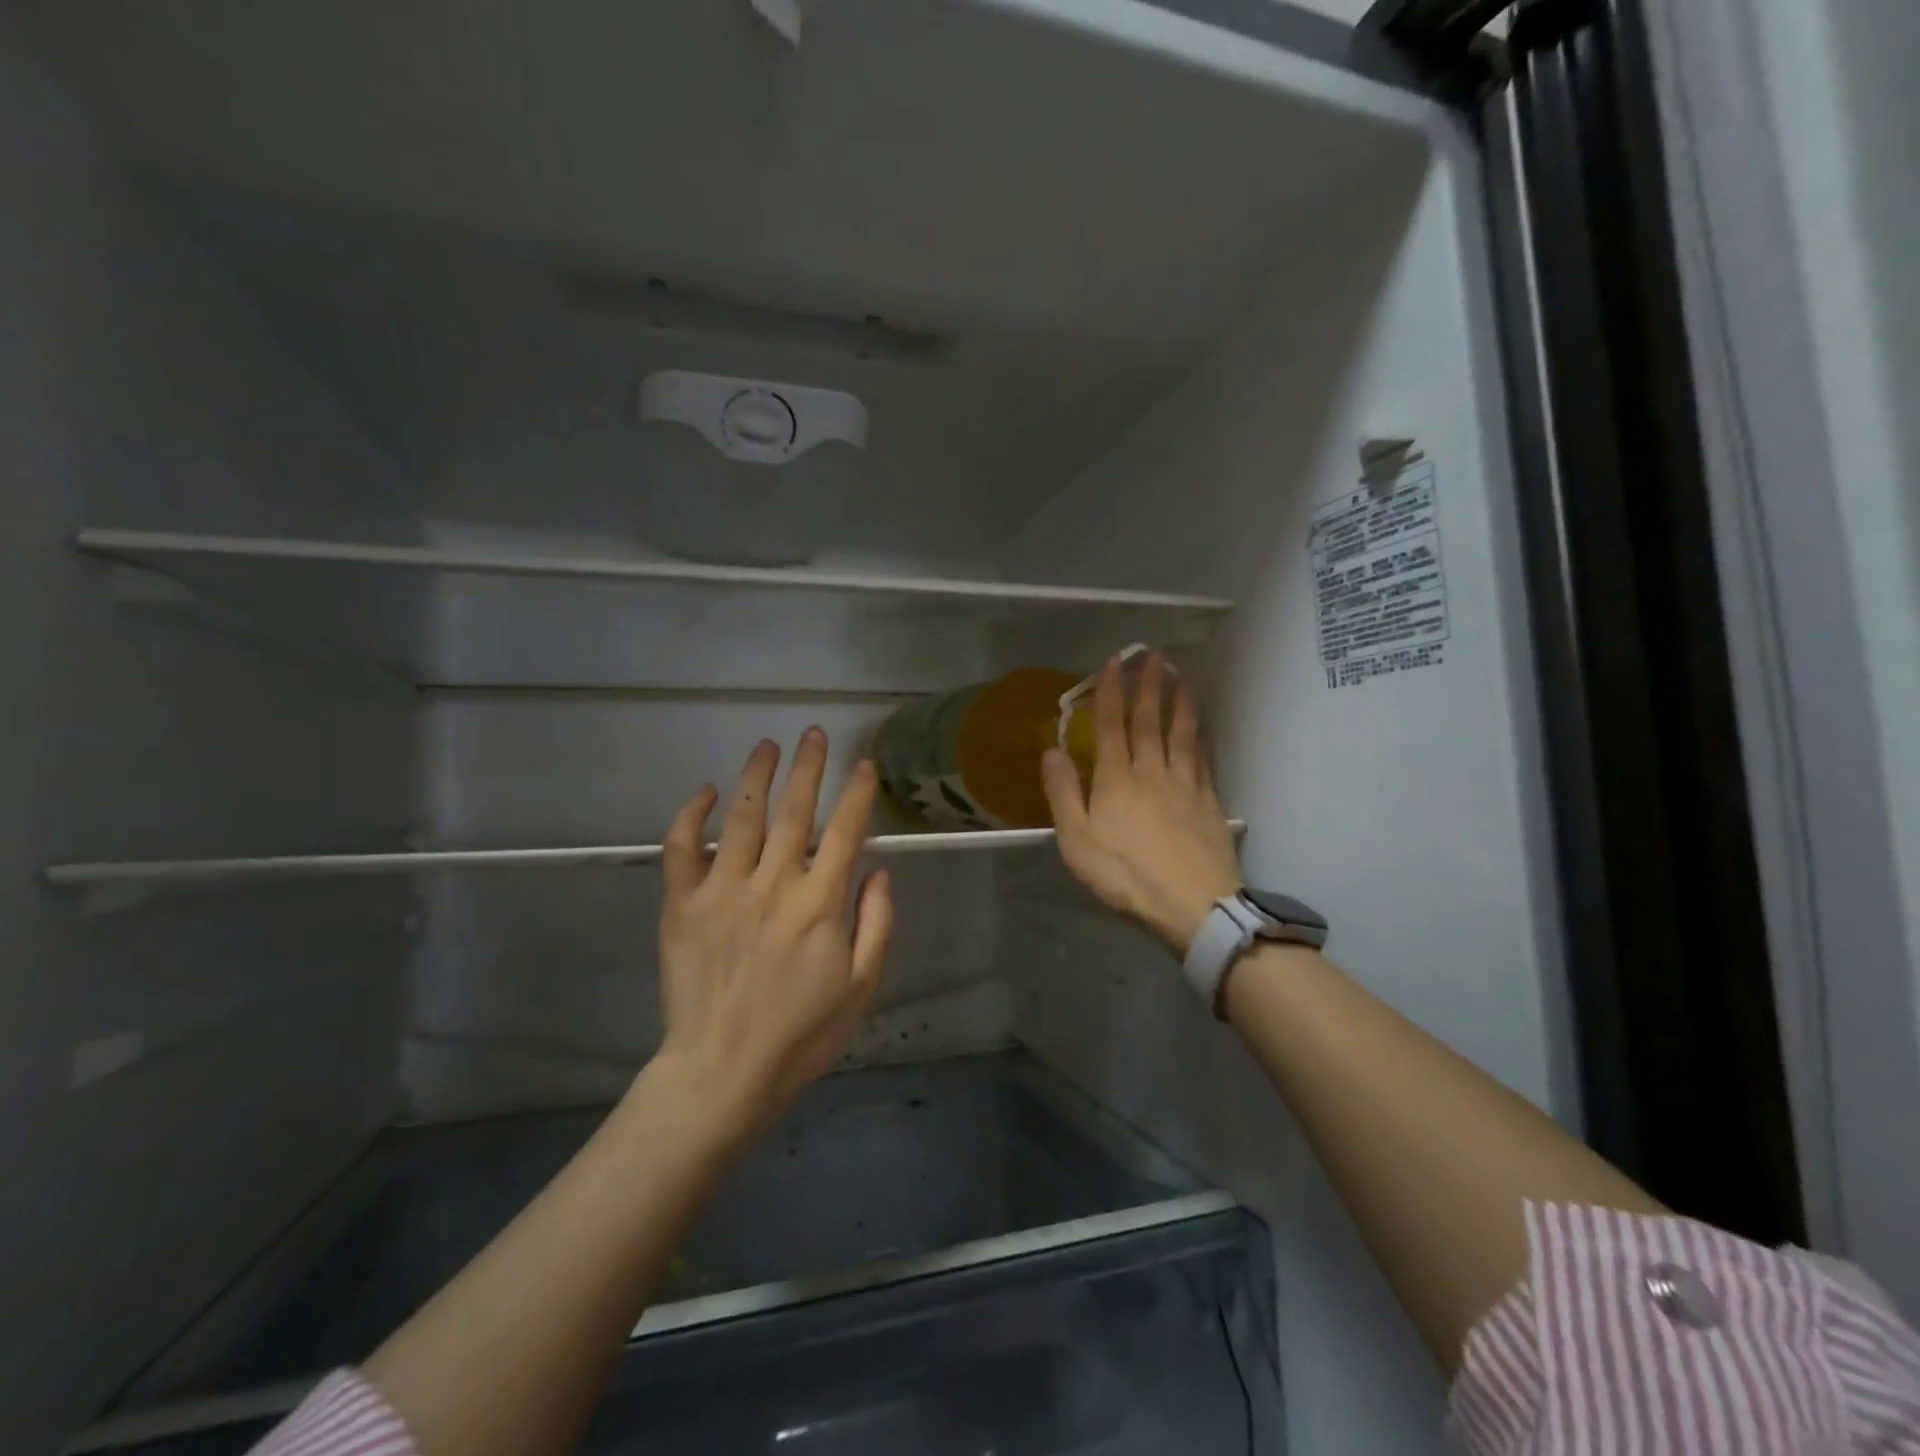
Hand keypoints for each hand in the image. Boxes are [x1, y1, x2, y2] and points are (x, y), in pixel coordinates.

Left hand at [651, 730, 892, 1144]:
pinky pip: (682, 849)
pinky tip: (704, 791)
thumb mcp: (862, 987)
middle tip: (814, 732)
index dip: (856, 793)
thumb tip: (879, 870)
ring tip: (767, 745)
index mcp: (819, 904)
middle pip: (794, 811)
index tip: (862, 764)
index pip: (844, 831)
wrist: (723, 1072)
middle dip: (808, 767)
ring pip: (742, 817)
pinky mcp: (682, 905)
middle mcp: (772, 885)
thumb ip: (877, 923)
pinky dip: (691, 815)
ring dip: (756, 775)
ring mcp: (723, 891)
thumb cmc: (801, 1034)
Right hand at [1042, 653, 1242, 956]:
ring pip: (1181, 734)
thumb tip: (1051, 749)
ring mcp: (1185, 785)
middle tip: (1153, 655)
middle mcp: (1152, 772)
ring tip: (1183, 676)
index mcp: (1116, 780)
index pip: (1112, 726)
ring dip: (1180, 702)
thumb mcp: (1078, 841)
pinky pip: (1203, 758)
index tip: (1114, 662)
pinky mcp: (1209, 802)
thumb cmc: (1126, 876)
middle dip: (1148, 686)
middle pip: (1149, 722)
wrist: (1193, 905)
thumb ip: (1064, 793)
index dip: (1111, 692)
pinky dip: (1201, 735)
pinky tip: (1203, 726)